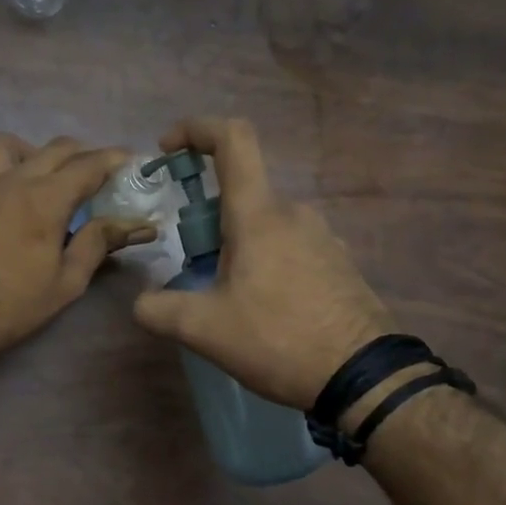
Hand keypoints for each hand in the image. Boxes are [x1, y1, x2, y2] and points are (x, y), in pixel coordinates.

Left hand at [0, 133, 154, 357]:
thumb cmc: (13, 306)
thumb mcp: (67, 281)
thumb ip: (100, 243)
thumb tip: (139, 225)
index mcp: (46, 198)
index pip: (89, 164)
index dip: (114, 159)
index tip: (131, 162)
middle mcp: (11, 179)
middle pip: (54, 148)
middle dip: (81, 155)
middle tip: (92, 175)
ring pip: (5, 146)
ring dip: (28, 154)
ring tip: (35, 177)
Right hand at [133, 117, 395, 411]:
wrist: (363, 375)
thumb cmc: (278, 339)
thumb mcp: (204, 330)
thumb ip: (158, 310)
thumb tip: (142, 302)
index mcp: (259, 215)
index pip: (232, 139)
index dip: (196, 129)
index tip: (168, 148)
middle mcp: (294, 213)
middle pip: (240, 193)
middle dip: (206, 219)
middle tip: (193, 267)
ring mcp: (322, 237)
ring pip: (264, 224)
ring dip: (235, 245)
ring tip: (227, 298)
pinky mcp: (337, 263)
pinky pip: (289, 246)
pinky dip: (263, 262)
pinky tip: (262, 309)